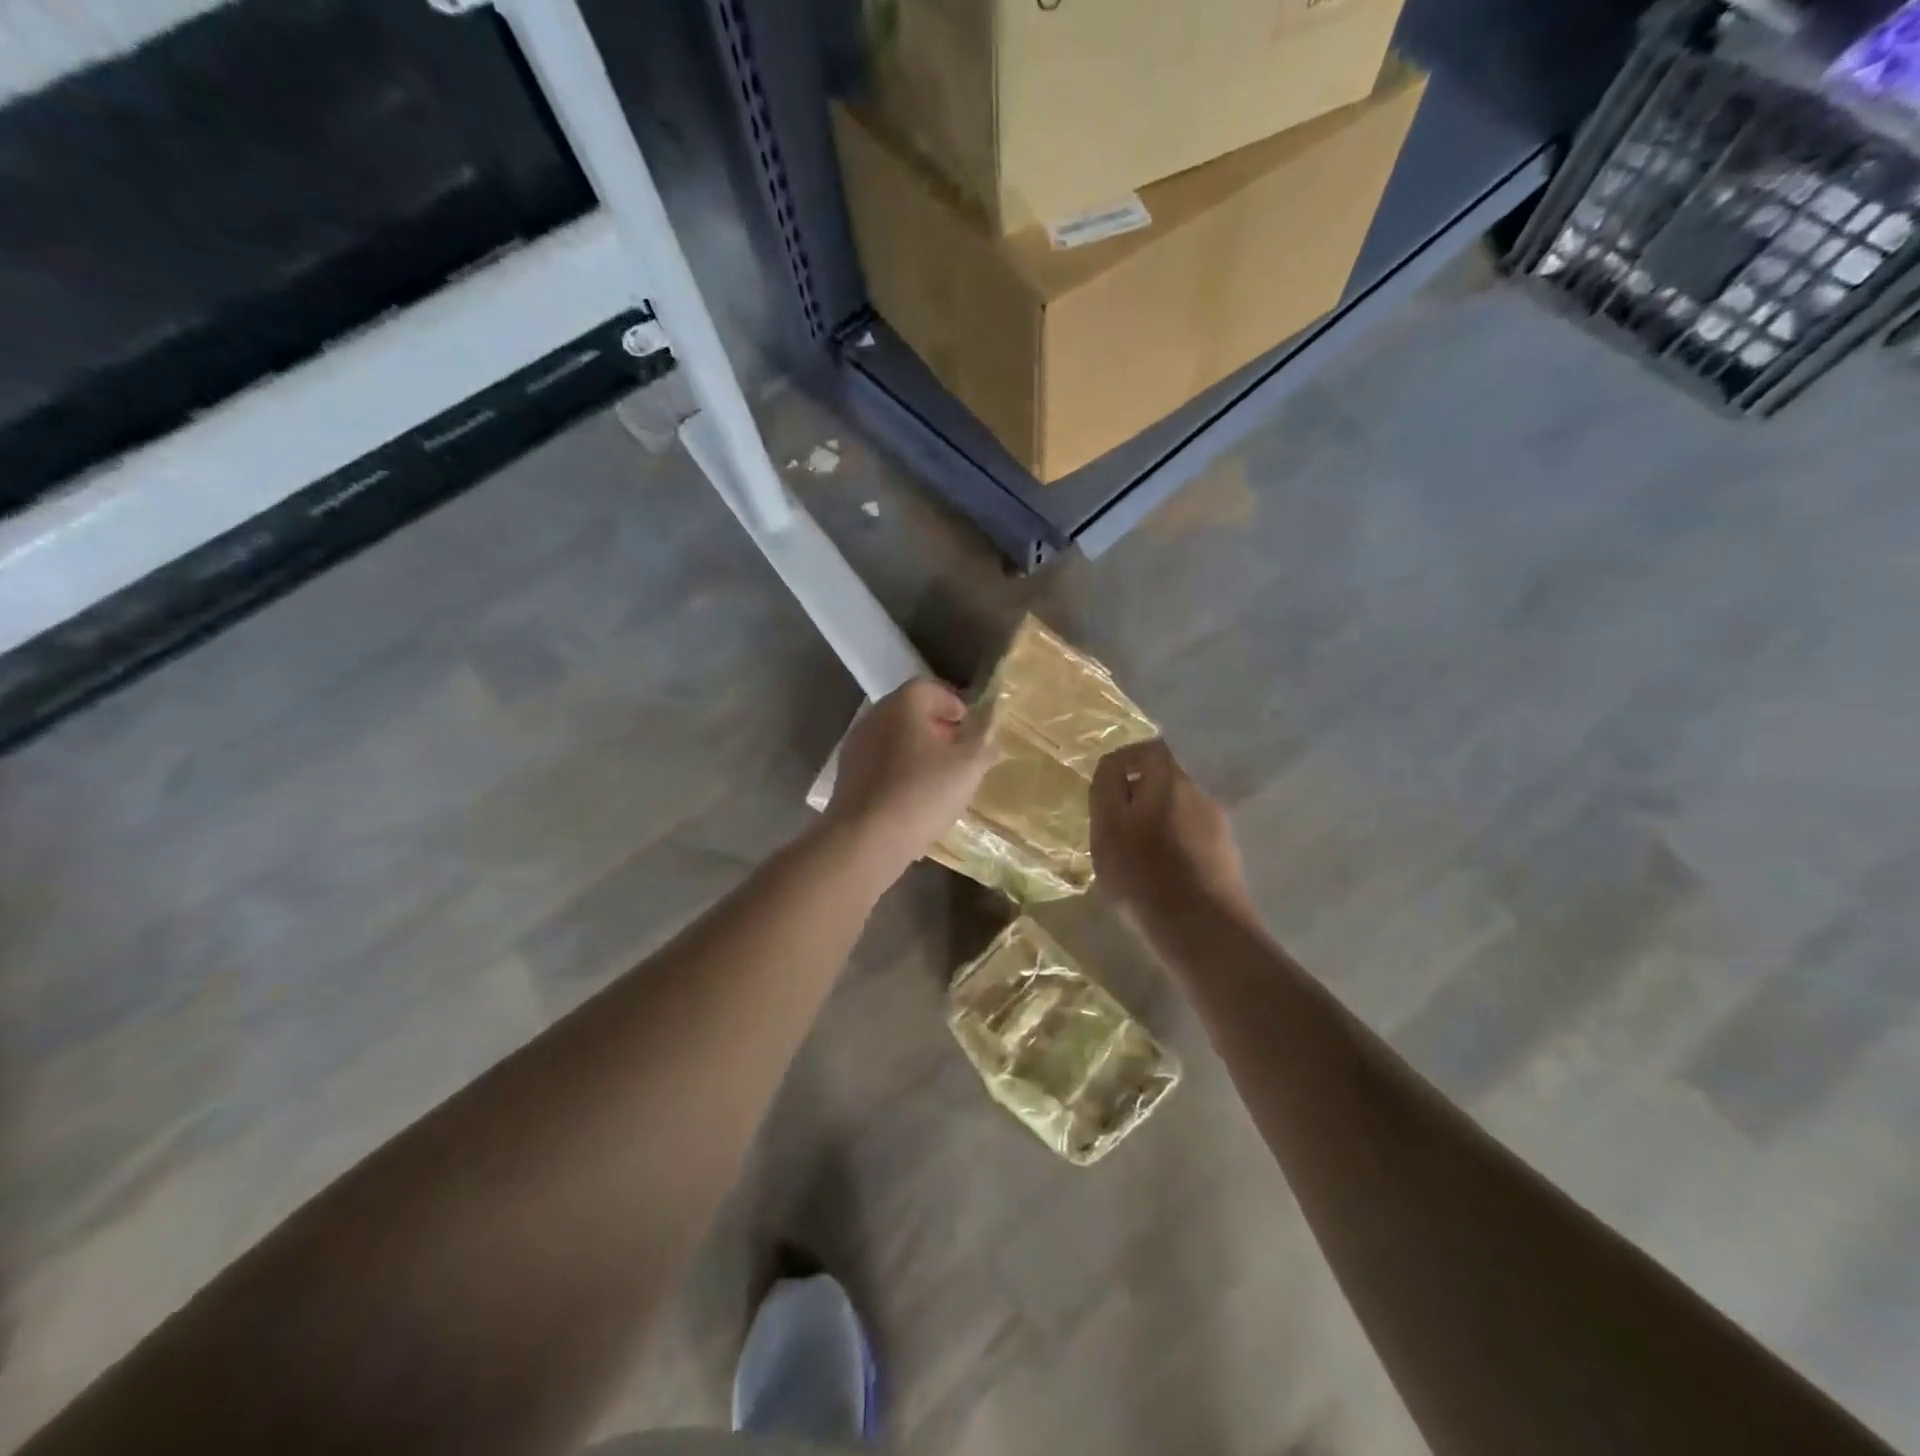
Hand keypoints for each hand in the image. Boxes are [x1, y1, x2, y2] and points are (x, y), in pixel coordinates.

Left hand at [824, 678, 993, 875]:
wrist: (866, 839)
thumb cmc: (922, 793)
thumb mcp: (969, 766)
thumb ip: (984, 741)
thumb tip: (989, 729)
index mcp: (902, 705)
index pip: (929, 687)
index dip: (953, 703)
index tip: (969, 726)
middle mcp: (874, 717)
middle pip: (909, 712)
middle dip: (936, 727)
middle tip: (958, 751)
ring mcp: (856, 747)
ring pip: (893, 739)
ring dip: (916, 751)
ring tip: (939, 777)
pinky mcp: (847, 777)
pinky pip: (880, 764)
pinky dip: (899, 772)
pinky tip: (913, 798)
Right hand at [1090, 740, 1254, 924]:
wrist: (1204, 930)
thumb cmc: (1145, 875)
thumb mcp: (1107, 829)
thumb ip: (1106, 790)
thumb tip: (1112, 770)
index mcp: (1171, 780)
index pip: (1147, 749)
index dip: (1123, 762)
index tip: (1103, 788)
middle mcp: (1200, 793)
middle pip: (1164, 779)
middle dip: (1137, 796)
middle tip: (1113, 825)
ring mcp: (1219, 825)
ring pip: (1178, 809)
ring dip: (1155, 822)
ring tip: (1134, 855)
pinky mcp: (1226, 856)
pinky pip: (1192, 836)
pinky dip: (1173, 844)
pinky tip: (1159, 875)